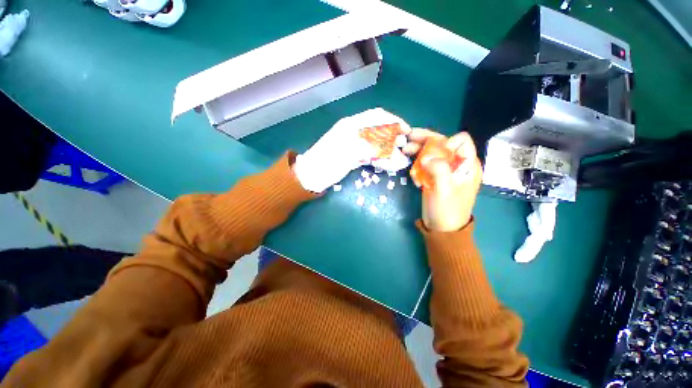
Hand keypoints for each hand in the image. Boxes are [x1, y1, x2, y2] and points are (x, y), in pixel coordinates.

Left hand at [293, 108, 411, 192]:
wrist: (310, 176)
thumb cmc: (326, 162)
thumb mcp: (348, 153)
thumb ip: (371, 148)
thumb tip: (392, 149)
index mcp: (351, 125)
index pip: (377, 116)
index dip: (394, 121)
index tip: (406, 132)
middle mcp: (354, 132)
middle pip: (378, 130)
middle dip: (393, 137)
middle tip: (403, 148)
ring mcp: (353, 145)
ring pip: (375, 143)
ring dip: (388, 149)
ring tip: (399, 159)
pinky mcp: (352, 156)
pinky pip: (370, 155)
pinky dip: (379, 158)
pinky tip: (387, 164)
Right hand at [404, 130, 482, 231]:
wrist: (441, 228)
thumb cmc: (447, 210)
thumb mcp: (445, 190)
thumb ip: (439, 170)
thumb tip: (426, 157)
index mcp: (467, 165)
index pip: (462, 141)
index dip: (447, 141)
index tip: (433, 152)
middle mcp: (457, 164)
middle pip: (443, 144)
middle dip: (425, 139)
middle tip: (409, 137)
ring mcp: (444, 171)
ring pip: (432, 153)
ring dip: (418, 150)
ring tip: (405, 150)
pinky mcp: (434, 177)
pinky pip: (425, 165)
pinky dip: (417, 165)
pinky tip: (412, 174)